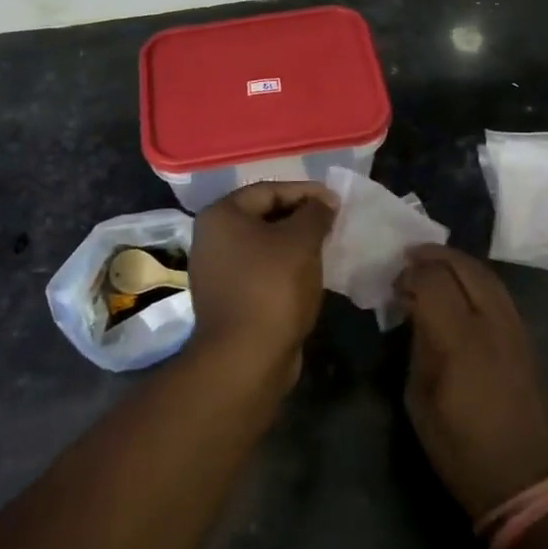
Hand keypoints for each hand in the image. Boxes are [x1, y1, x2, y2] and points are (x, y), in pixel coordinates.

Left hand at [188, 181, 337, 370]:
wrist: (246, 358)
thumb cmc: (272, 287)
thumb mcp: (301, 241)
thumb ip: (315, 213)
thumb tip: (324, 202)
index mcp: (221, 215)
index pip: (269, 190)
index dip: (306, 192)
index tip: (336, 202)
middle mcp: (211, 238)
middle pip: (263, 216)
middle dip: (300, 218)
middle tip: (333, 224)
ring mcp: (216, 271)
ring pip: (263, 246)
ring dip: (293, 245)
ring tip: (325, 248)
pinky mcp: (227, 298)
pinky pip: (260, 271)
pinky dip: (284, 269)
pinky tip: (308, 276)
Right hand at [396, 245, 547, 519]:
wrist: (527, 482)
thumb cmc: (462, 450)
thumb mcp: (420, 401)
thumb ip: (417, 348)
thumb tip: (413, 314)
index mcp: (460, 341)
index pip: (433, 281)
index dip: (410, 274)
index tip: (394, 286)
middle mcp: (491, 324)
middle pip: (464, 267)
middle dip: (433, 256)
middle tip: (408, 258)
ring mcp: (514, 328)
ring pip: (486, 274)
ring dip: (456, 262)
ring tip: (431, 264)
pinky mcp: (525, 338)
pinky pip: (498, 292)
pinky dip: (475, 278)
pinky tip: (459, 288)